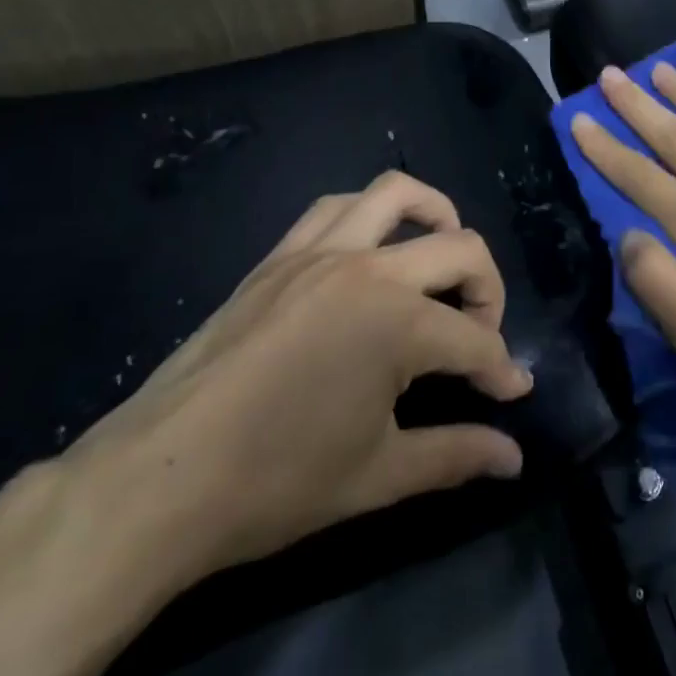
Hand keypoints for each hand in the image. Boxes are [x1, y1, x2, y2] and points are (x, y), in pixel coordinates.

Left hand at [61, 172, 532, 598]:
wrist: (162, 477)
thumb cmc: (276, 482)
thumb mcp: (378, 476)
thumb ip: (456, 455)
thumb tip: (513, 458)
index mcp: (398, 324)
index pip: (475, 341)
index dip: (501, 369)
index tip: (512, 394)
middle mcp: (369, 269)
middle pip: (460, 248)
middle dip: (489, 290)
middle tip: (481, 335)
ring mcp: (320, 252)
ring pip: (397, 194)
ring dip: (436, 215)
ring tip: (441, 257)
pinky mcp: (280, 255)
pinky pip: (335, 205)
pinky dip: (369, 214)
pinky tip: (370, 251)